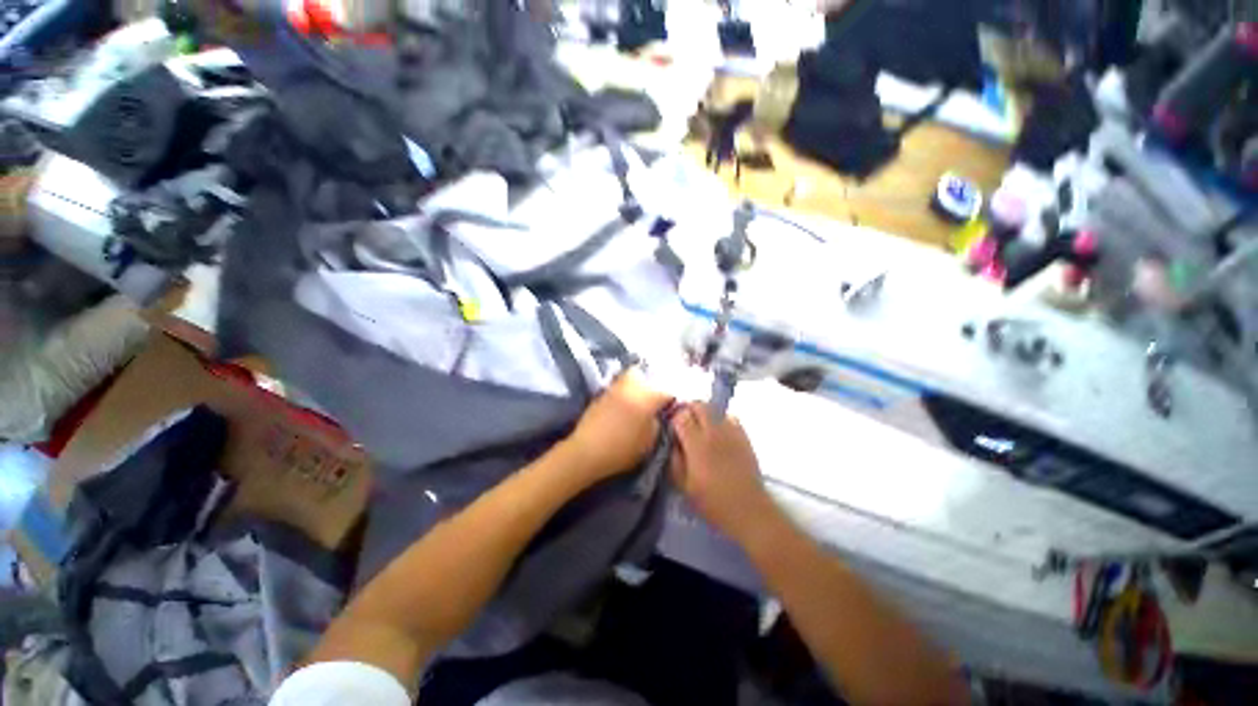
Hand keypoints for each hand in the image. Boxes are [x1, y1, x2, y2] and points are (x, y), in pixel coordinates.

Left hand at [565, 369, 672, 480]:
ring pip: (627, 378)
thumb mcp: (649, 442)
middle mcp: (630, 386)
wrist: (586, 452)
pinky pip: (617, 387)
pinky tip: (623, 406)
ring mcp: (613, 388)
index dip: (671, 398)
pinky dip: (622, 392)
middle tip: (652, 398)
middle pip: (643, 374)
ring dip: (635, 385)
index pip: (666, 390)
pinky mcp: (600, 395)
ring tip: (637, 401)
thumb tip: (657, 414)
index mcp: (647, 396)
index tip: (672, 405)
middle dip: (649, 382)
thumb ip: (657, 423)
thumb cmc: (622, 450)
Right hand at [670, 403, 779, 544]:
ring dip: (703, 412)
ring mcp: (731, 432)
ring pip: (714, 408)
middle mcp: (714, 432)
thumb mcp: (684, 487)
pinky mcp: (743, 436)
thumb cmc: (712, 501)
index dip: (674, 418)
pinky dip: (720, 418)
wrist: (748, 509)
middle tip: (684, 421)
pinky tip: (718, 431)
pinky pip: (729, 417)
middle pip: (698, 405)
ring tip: (700, 425)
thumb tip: (670, 443)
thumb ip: (674, 461)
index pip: (681, 416)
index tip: (671, 427)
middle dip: (688, 409)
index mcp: (697, 445)